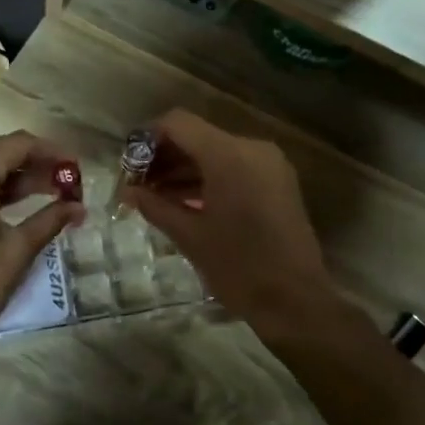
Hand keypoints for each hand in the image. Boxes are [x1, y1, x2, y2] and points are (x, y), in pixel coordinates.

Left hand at [0, 130, 83, 364]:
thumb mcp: (16, 251)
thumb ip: (50, 220)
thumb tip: (79, 207)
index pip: (17, 145)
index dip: (52, 152)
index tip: (78, 167)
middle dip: (35, 164)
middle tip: (67, 183)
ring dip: (14, 177)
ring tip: (50, 194)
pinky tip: (15, 204)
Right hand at [125, 110, 339, 337]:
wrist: (295, 301)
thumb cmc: (238, 267)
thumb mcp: (189, 236)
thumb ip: (155, 206)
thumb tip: (128, 191)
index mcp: (228, 156)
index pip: (178, 123)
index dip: (148, 138)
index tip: (128, 164)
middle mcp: (252, 149)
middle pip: (198, 136)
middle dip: (165, 157)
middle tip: (138, 184)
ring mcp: (269, 164)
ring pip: (216, 152)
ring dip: (185, 169)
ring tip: (155, 196)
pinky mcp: (278, 182)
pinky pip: (235, 168)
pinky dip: (209, 179)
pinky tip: (185, 202)